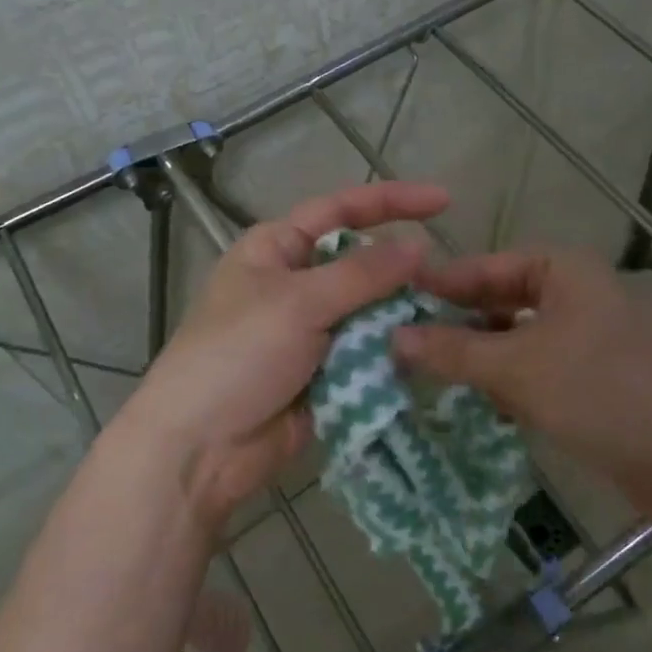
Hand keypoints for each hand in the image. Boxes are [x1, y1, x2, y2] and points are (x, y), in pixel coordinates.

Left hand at [123, 180, 446, 534]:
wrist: (201, 449)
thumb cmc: (238, 356)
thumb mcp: (298, 303)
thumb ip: (362, 274)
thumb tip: (419, 246)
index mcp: (276, 249)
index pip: (340, 209)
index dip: (392, 201)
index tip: (444, 202)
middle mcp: (295, 283)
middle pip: (361, 263)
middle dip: (401, 269)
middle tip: (450, 281)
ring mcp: (310, 330)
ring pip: (370, 310)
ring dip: (401, 314)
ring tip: (446, 318)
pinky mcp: (324, 372)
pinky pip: (368, 351)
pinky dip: (392, 351)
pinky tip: (427, 352)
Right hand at [394, 249, 651, 510]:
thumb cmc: (597, 392)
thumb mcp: (515, 368)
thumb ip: (452, 350)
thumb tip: (393, 337)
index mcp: (566, 270)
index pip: (489, 265)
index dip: (444, 283)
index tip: (399, 299)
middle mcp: (585, 292)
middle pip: (508, 300)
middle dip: (465, 323)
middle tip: (415, 341)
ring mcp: (600, 334)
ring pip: (527, 336)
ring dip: (490, 355)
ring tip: (448, 375)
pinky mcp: (608, 375)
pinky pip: (549, 366)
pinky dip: (520, 380)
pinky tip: (498, 405)